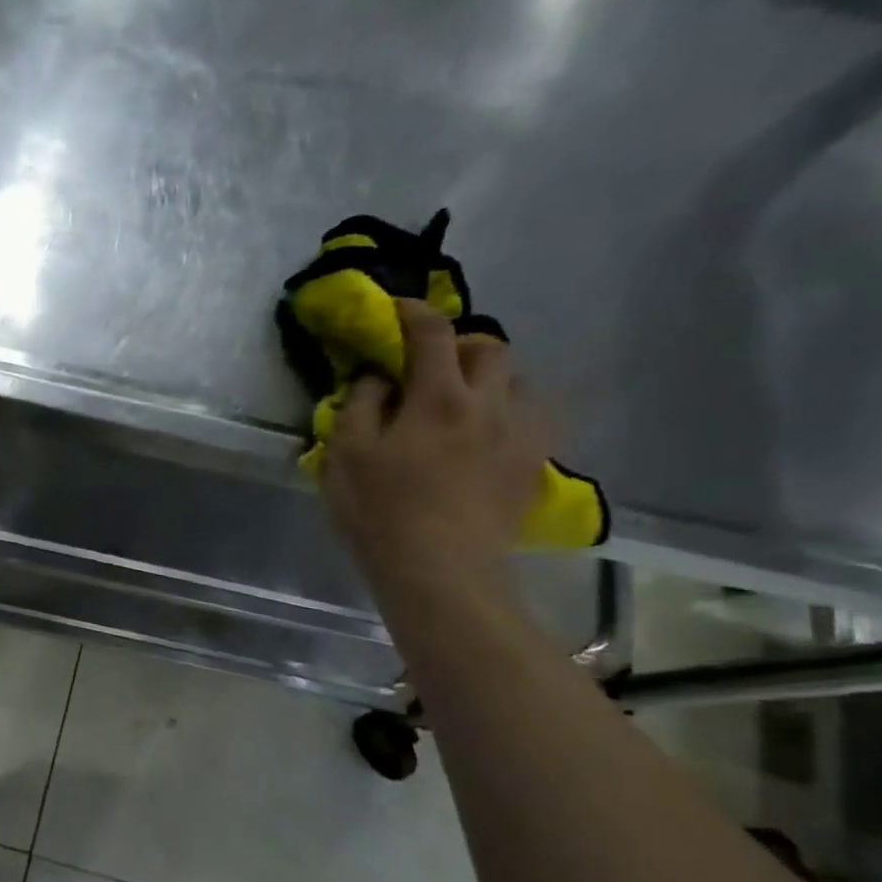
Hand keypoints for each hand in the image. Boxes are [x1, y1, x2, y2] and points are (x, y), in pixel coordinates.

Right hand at [321, 299, 549, 586]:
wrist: (440, 572)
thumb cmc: (381, 514)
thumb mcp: (345, 458)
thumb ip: (358, 408)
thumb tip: (376, 378)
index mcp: (437, 399)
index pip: (432, 333)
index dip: (412, 312)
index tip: (395, 309)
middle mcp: (488, 406)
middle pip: (489, 348)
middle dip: (459, 344)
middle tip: (430, 365)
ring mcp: (518, 436)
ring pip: (519, 381)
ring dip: (490, 377)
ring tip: (464, 398)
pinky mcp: (532, 466)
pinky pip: (535, 420)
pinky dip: (513, 411)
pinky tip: (493, 431)